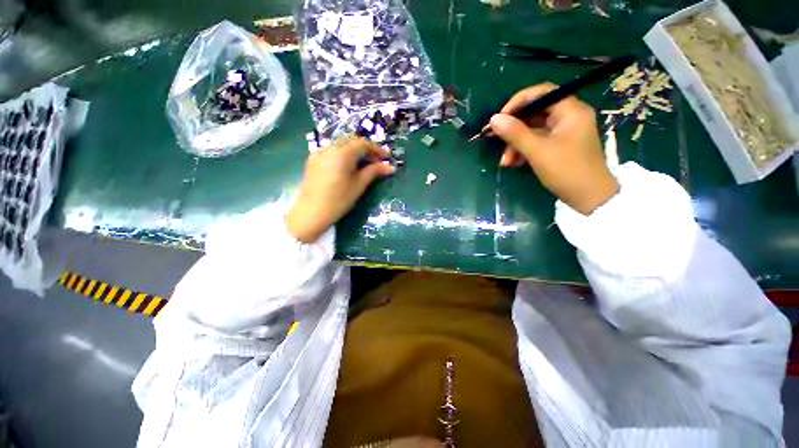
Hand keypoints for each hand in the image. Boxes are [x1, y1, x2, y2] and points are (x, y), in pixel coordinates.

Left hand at [286, 137, 395, 242]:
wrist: (311, 213)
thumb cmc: (338, 200)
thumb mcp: (358, 185)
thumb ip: (374, 172)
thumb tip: (391, 167)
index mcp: (341, 154)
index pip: (362, 143)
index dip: (376, 148)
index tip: (386, 157)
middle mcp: (328, 148)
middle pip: (351, 142)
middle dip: (366, 149)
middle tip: (377, 160)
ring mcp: (319, 153)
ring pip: (341, 145)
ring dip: (355, 151)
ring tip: (365, 163)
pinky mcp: (313, 160)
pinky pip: (332, 151)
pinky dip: (344, 154)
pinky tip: (349, 165)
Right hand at [489, 83, 619, 215]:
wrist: (589, 198)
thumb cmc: (566, 170)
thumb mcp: (538, 151)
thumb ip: (515, 133)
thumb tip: (493, 119)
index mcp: (570, 110)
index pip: (541, 93)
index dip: (517, 103)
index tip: (499, 119)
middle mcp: (568, 117)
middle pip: (534, 113)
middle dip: (513, 129)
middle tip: (495, 140)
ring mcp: (563, 132)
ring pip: (532, 130)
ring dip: (515, 144)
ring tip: (505, 162)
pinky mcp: (558, 146)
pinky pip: (536, 141)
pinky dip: (523, 150)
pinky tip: (513, 163)